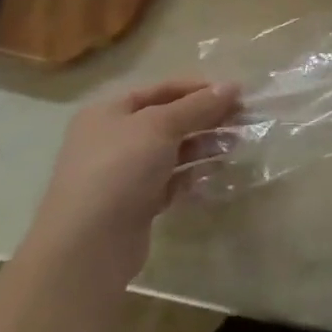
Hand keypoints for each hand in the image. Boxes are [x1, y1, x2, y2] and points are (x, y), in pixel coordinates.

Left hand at [20, 79, 239, 285]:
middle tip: (244, 118)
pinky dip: (194, 174)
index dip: (199, 88)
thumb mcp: (160, 126)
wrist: (87, 246)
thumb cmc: (119, 170)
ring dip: (205, 144)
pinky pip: (172, 180)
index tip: (237, 93)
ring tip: (236, 144)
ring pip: (173, 150)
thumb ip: (198, 105)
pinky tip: (218, 172)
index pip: (162, 89)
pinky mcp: (136, 203)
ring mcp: (124, 173)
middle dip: (207, 117)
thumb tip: (232, 86)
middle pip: (170, 119)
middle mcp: (114, 139)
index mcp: (109, 112)